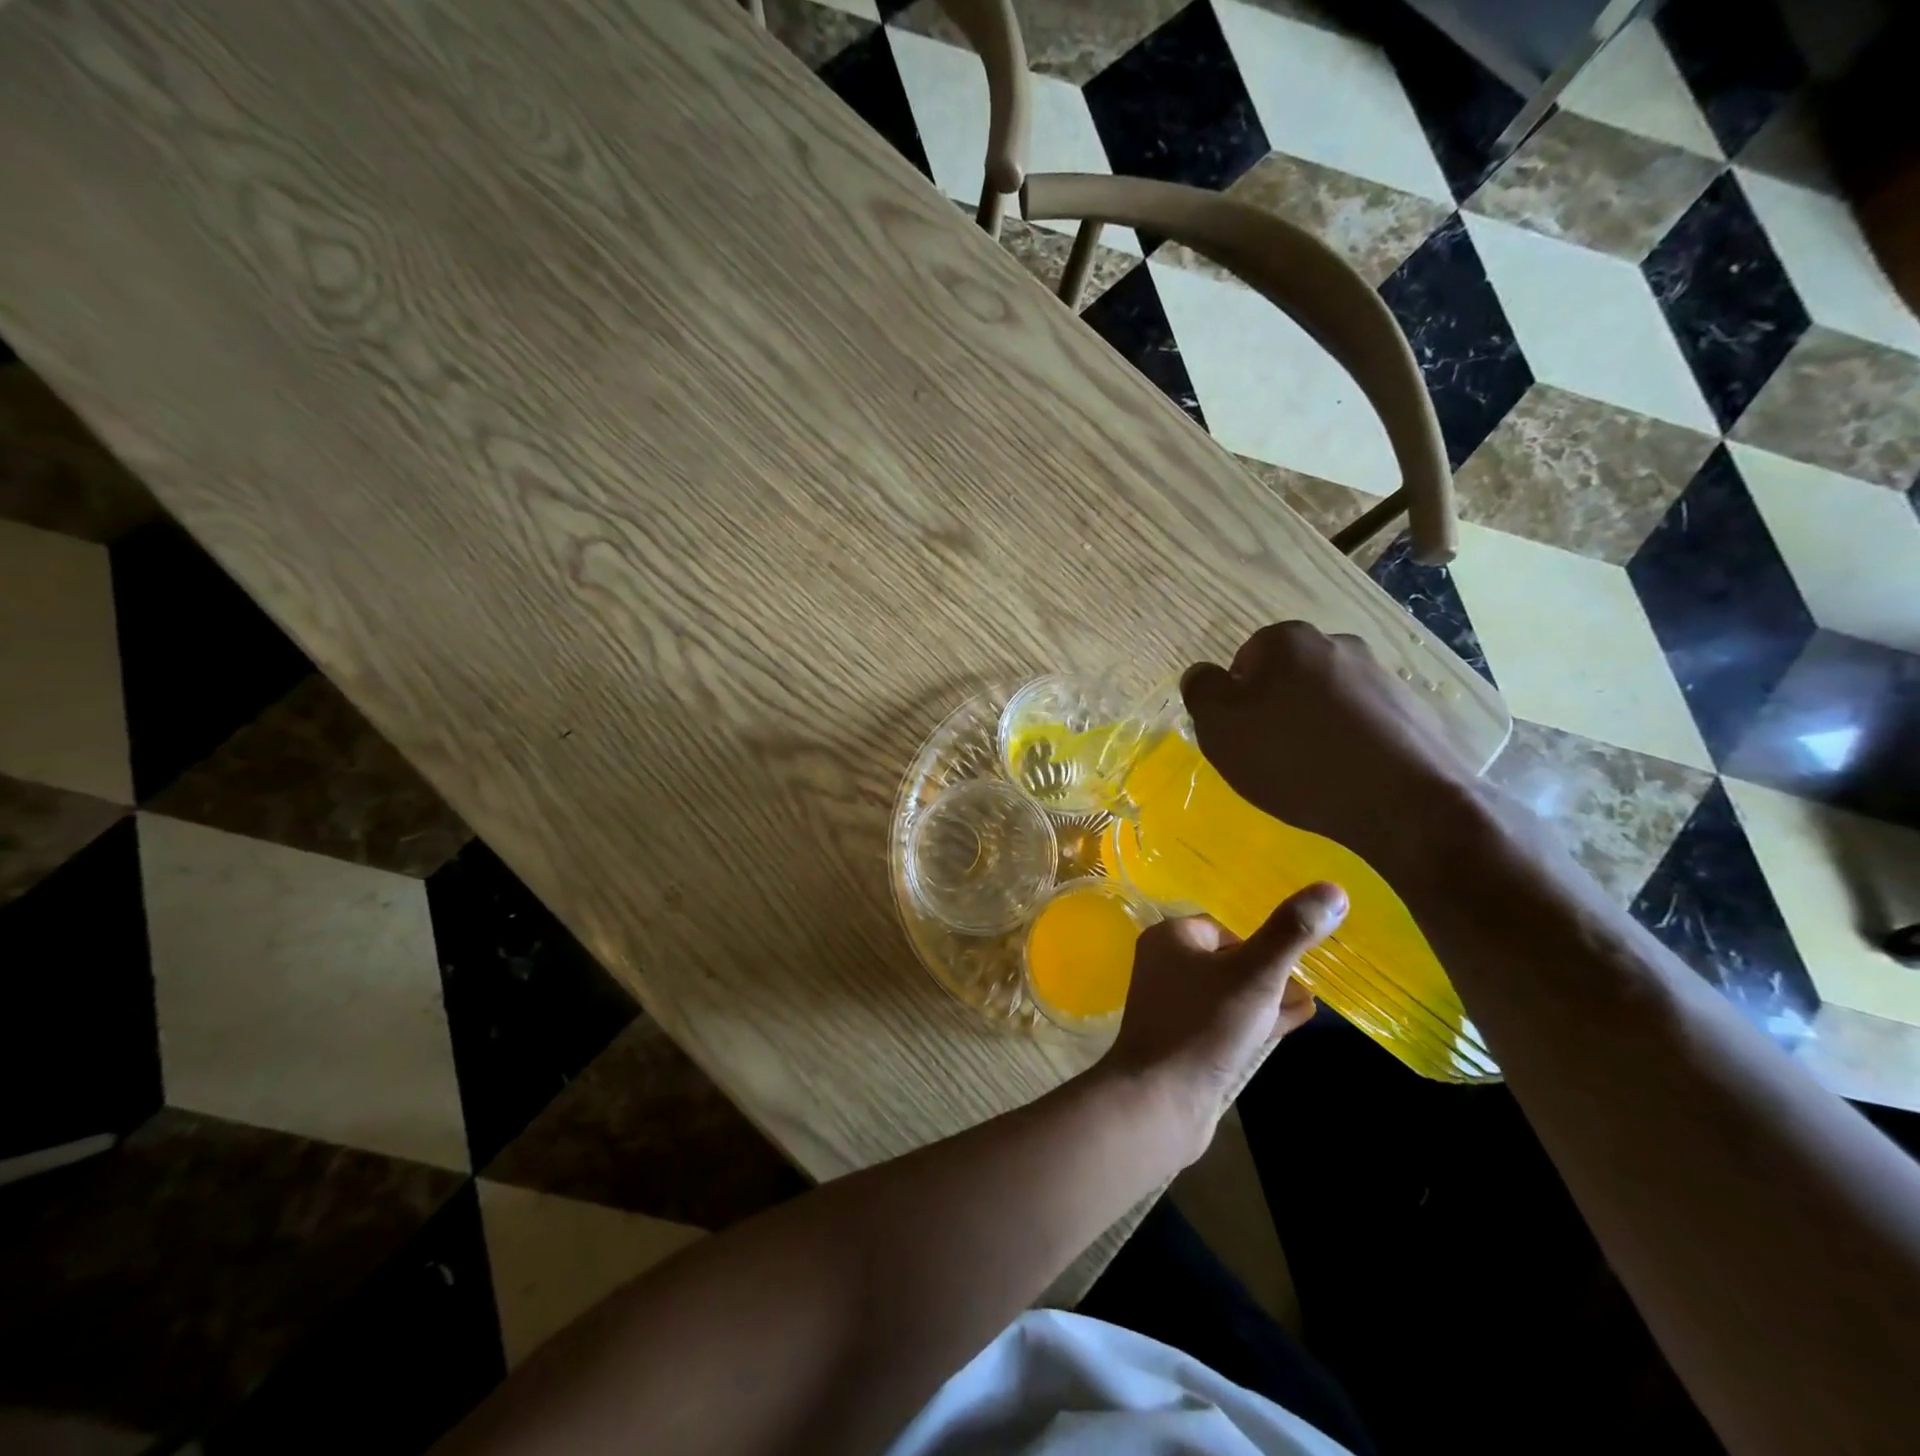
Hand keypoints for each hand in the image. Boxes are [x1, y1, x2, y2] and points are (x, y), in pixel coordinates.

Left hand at [1101, 882, 1346, 1161]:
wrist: (1158, 1102)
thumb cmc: (1203, 1027)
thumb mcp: (1255, 974)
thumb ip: (1291, 933)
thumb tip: (1333, 890)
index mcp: (1171, 938)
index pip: (1225, 927)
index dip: (1263, 944)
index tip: (1297, 963)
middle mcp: (1164, 966)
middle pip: (1229, 960)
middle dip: (1270, 972)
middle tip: (1308, 985)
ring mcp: (1170, 1006)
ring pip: (1229, 993)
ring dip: (1266, 1000)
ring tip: (1305, 1007)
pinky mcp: (1181, 1042)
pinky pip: (1223, 1023)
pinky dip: (1253, 1024)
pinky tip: (1284, 1030)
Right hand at [1180, 621, 1477, 865]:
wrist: (1403, 803)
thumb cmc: (1294, 759)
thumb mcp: (1220, 728)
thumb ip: (1201, 691)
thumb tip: (1202, 675)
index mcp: (1287, 640)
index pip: (1243, 663)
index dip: (1236, 704)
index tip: (1244, 739)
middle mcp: (1337, 643)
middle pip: (1286, 678)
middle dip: (1276, 710)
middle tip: (1272, 757)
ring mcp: (1381, 674)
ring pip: (1326, 699)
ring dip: (1314, 727)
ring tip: (1313, 772)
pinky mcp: (1412, 709)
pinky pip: (1363, 722)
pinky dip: (1350, 742)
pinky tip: (1348, 776)